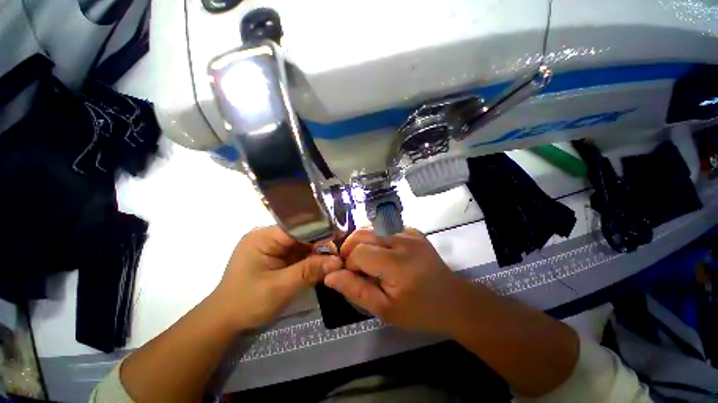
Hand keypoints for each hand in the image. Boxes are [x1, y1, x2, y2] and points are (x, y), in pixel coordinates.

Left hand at [212, 226, 342, 330]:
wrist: (224, 320)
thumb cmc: (248, 303)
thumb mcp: (281, 287)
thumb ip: (309, 271)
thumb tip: (337, 261)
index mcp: (263, 237)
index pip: (298, 227)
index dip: (319, 233)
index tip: (337, 244)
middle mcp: (268, 236)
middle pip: (301, 234)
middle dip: (319, 245)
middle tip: (337, 257)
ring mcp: (271, 245)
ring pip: (301, 243)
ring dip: (315, 253)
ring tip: (331, 261)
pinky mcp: (274, 255)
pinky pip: (297, 252)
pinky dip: (308, 259)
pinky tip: (319, 265)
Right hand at [324, 228, 479, 334]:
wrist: (452, 300)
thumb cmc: (419, 310)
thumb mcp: (385, 310)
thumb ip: (356, 291)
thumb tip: (330, 276)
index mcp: (396, 262)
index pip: (358, 252)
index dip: (349, 264)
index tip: (354, 278)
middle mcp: (402, 240)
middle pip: (362, 233)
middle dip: (351, 248)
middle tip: (354, 267)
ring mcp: (409, 232)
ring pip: (372, 229)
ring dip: (363, 243)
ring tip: (368, 261)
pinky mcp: (413, 231)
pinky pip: (386, 229)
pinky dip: (377, 239)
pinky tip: (384, 254)